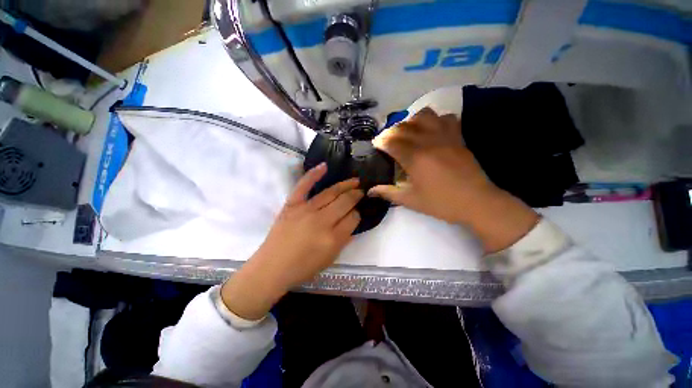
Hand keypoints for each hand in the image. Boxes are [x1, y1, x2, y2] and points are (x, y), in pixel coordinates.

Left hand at [221, 163, 361, 319]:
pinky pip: (303, 185)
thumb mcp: (330, 259)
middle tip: (361, 191)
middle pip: (345, 202)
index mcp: (333, 238)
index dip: (358, 213)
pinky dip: (314, 174)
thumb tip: (353, 221)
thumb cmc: (303, 267)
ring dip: (345, 185)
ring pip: (331, 192)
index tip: (358, 211)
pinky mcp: (292, 204)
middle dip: (356, 195)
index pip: (353, 218)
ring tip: (355, 181)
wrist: (272, 267)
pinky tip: (325, 166)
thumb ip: (344, 239)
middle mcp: (322, 221)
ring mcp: (306, 210)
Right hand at [369, 107, 538, 252]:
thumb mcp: (411, 200)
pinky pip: (446, 118)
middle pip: (404, 127)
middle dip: (391, 131)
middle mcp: (428, 142)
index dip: (381, 141)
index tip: (376, 144)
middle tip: (388, 140)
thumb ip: (388, 193)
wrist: (477, 202)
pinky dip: (435, 120)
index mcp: (415, 158)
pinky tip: (431, 130)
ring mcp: (445, 137)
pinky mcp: (457, 137)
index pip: (392, 142)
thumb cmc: (441, 203)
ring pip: (425, 115)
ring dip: (412, 120)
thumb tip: (370, 191)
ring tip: (408, 131)